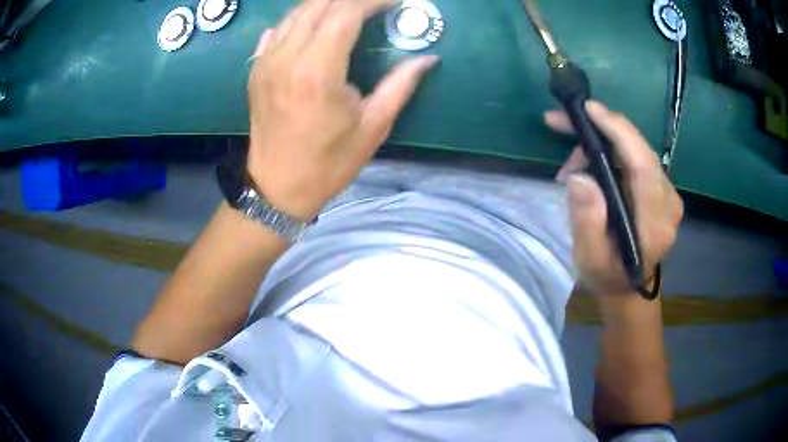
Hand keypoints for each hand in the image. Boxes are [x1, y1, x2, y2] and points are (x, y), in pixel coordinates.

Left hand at [246, 0, 438, 219]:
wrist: (277, 188)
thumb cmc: (328, 163)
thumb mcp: (373, 127)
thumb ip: (401, 84)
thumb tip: (428, 58)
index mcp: (317, 71)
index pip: (346, 12)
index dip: (373, 1)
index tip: (393, 2)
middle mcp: (287, 58)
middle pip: (318, 5)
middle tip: (374, 5)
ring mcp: (266, 62)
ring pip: (296, 13)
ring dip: (325, 5)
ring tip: (351, 10)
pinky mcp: (256, 70)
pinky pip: (277, 30)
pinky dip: (300, 19)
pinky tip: (316, 26)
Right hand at [545, 102, 683, 296]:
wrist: (628, 288)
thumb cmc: (608, 277)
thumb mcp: (590, 259)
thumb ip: (587, 222)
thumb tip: (579, 177)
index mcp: (656, 222)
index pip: (644, 164)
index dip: (619, 131)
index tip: (589, 110)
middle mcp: (669, 202)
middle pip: (638, 150)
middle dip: (600, 131)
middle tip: (560, 126)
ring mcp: (668, 194)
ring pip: (635, 150)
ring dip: (601, 145)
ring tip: (571, 166)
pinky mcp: (660, 189)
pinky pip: (635, 158)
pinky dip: (610, 152)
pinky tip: (589, 164)